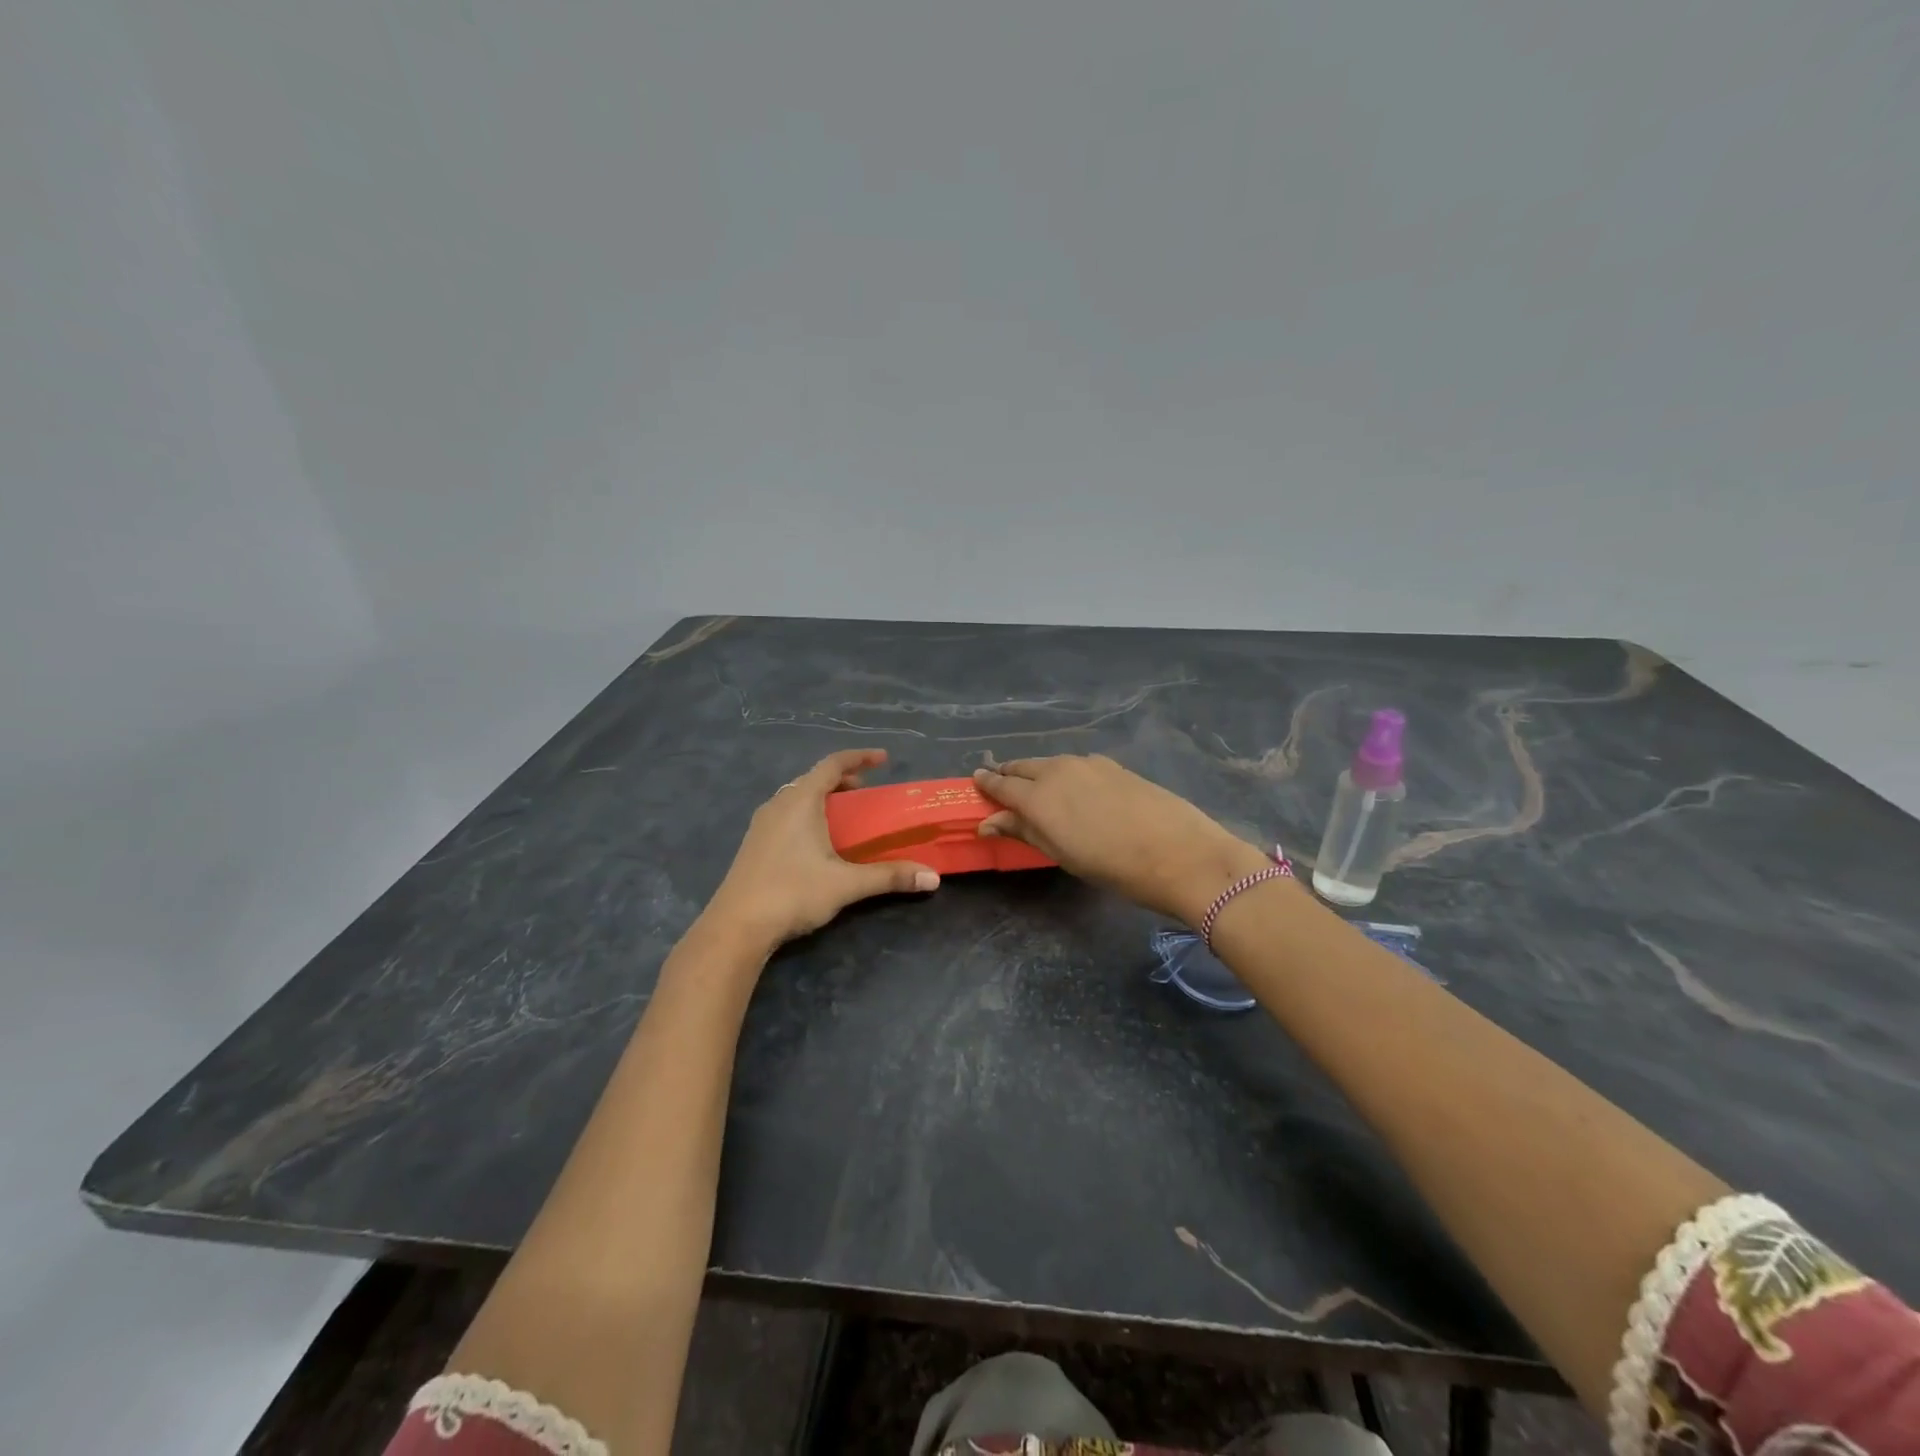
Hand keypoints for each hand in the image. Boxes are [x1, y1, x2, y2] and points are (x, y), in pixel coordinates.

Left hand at [705, 749, 939, 950]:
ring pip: (796, 797)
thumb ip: (890, 876)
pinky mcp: (754, 844)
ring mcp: (761, 824)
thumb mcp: (846, 884)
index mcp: (800, 801)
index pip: (832, 764)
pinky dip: (807, 814)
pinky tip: (816, 842)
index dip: (860, 757)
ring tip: (845, 816)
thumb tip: (933, 877)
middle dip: (842, 780)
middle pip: (813, 778)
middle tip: (866, 792)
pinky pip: (785, 814)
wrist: (736, 926)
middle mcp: (778, 804)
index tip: (884, 759)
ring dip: (822, 798)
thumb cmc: (792, 893)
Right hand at [973, 755, 1268, 924]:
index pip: (1000, 784)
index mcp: (1038, 796)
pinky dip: (1064, 773)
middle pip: (1023, 766)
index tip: (975, 782)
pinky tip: (1074, 788)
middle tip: (999, 784)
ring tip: (1035, 787)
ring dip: (1036, 772)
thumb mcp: (1062, 854)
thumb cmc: (1113, 867)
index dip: (986, 784)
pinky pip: (1077, 764)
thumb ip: (1024, 831)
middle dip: (1008, 774)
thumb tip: (989, 822)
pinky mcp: (1114, 766)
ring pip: (1051, 763)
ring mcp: (1089, 764)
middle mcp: (1058, 770)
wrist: (1180, 854)